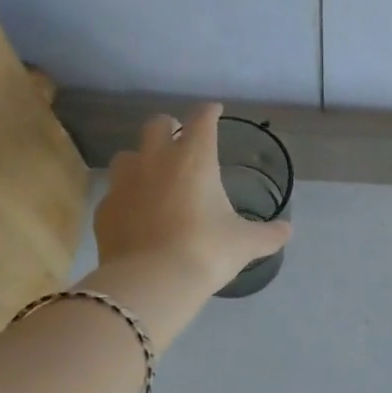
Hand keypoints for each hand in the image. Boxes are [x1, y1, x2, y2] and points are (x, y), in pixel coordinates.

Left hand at [91, 104, 291, 295]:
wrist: (151, 282)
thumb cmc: (206, 251)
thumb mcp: (245, 243)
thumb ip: (268, 234)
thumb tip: (287, 230)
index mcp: (194, 158)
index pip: (202, 119)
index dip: (209, 111)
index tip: (215, 111)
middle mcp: (156, 160)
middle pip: (156, 124)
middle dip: (169, 126)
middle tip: (180, 139)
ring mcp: (124, 183)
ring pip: (127, 155)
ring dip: (142, 158)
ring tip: (154, 176)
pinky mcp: (104, 209)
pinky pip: (114, 192)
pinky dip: (127, 196)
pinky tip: (137, 213)